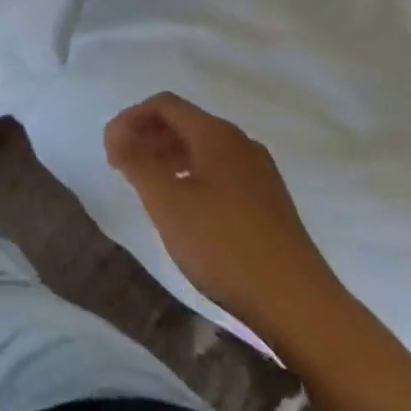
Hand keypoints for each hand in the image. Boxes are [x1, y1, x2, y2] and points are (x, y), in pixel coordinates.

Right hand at [105, 92, 344, 339]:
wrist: (300, 306)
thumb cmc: (225, 246)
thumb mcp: (167, 202)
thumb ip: (135, 160)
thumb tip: (116, 132)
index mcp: (216, 134)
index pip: (164, 104)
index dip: (130, 118)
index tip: (110, 150)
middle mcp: (240, 143)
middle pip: (184, 123)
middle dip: (148, 137)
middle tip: (122, 168)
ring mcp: (259, 172)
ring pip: (203, 149)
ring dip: (168, 158)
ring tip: (148, 188)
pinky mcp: (269, 201)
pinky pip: (221, 171)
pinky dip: (192, 176)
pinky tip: (186, 210)